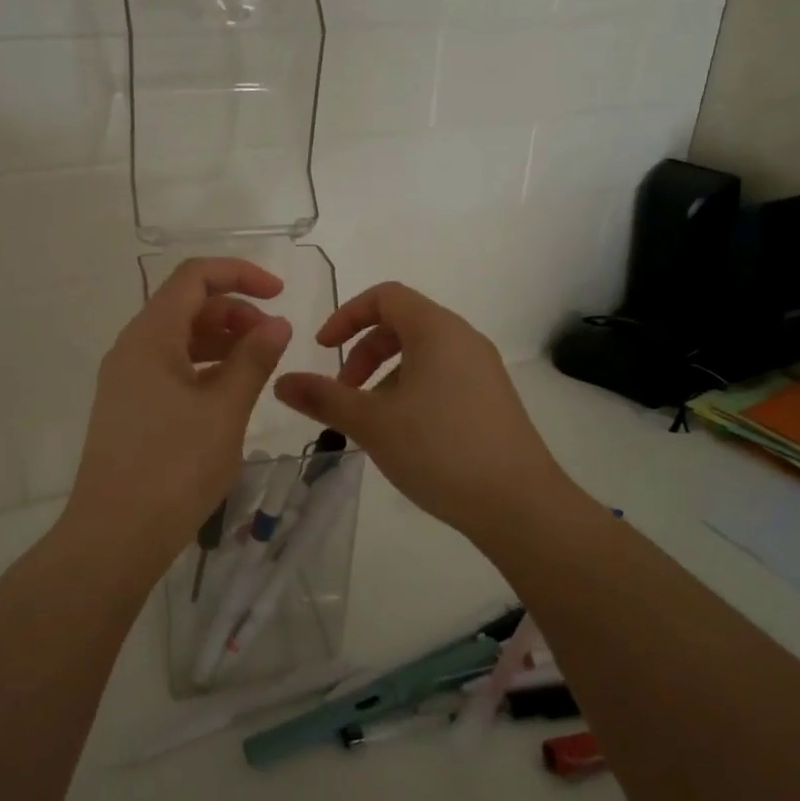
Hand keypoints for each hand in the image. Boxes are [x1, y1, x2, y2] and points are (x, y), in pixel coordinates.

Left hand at [65, 257, 292, 561]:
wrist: (115, 534)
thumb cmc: (174, 467)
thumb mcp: (224, 410)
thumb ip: (253, 360)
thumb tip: (277, 324)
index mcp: (150, 336)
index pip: (194, 277)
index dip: (240, 275)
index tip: (280, 294)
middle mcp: (132, 348)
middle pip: (186, 305)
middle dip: (234, 311)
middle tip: (273, 340)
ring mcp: (126, 379)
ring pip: (179, 338)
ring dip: (221, 340)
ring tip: (258, 364)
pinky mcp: (129, 407)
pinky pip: (170, 368)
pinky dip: (203, 367)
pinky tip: (229, 392)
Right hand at [273, 281, 568, 539]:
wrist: (519, 504)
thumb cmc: (439, 450)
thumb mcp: (371, 422)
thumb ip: (323, 397)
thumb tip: (281, 383)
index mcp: (436, 330)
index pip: (385, 296)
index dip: (346, 316)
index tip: (323, 349)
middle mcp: (463, 339)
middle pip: (402, 323)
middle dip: (363, 351)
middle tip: (344, 392)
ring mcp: (482, 369)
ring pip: (421, 354)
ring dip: (385, 375)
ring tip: (370, 420)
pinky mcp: (491, 399)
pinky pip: (442, 376)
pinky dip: (411, 390)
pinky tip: (403, 434)